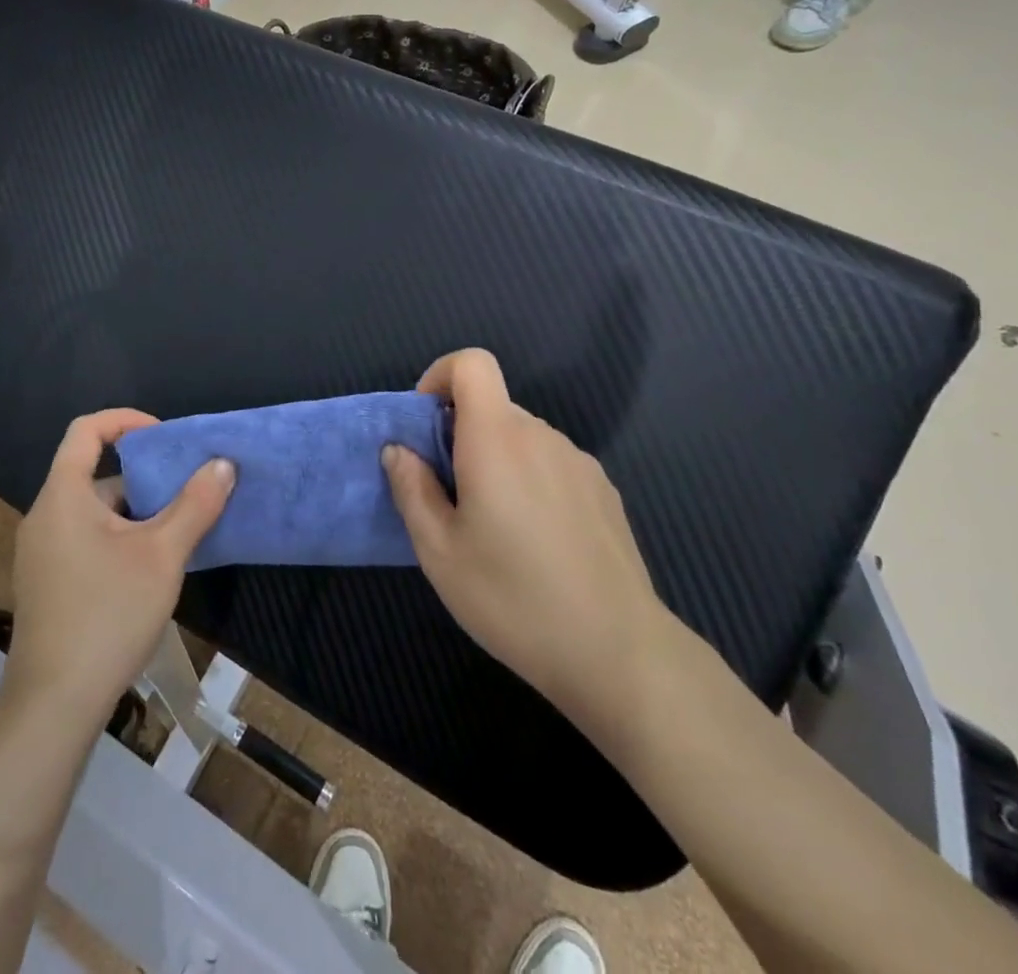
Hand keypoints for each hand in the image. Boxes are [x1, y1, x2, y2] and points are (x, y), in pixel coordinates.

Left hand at [5, 410, 234, 728]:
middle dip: (143, 477)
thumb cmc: (108, 615)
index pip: (86, 430)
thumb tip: (223, 464)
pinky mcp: (46, 584)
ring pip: (93, 512)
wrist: (54, 705)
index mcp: (63, 495)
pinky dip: (118, 538)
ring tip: (178, 533)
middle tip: (185, 492)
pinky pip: (85, 540)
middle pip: (93, 474)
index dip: (125, 419)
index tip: (164, 436)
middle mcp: (45, 516)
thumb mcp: (163, 555)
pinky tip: (150, 570)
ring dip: (135, 513)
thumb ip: (195, 505)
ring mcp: (41, 553)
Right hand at [382, 349, 673, 746]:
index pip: (472, 363)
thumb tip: (398, 450)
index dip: (440, 377)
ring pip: (520, 438)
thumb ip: (411, 489)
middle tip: (449, 498)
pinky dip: (528, 479)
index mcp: (497, 439)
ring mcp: (579, 463)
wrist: (619, 654)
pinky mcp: (603, 491)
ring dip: (494, 460)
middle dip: (459, 435)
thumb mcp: (439, 551)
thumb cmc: (514, 598)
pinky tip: (536, 542)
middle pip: (491, 406)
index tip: (426, 428)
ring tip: (492, 528)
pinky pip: (550, 464)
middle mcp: (541, 436)